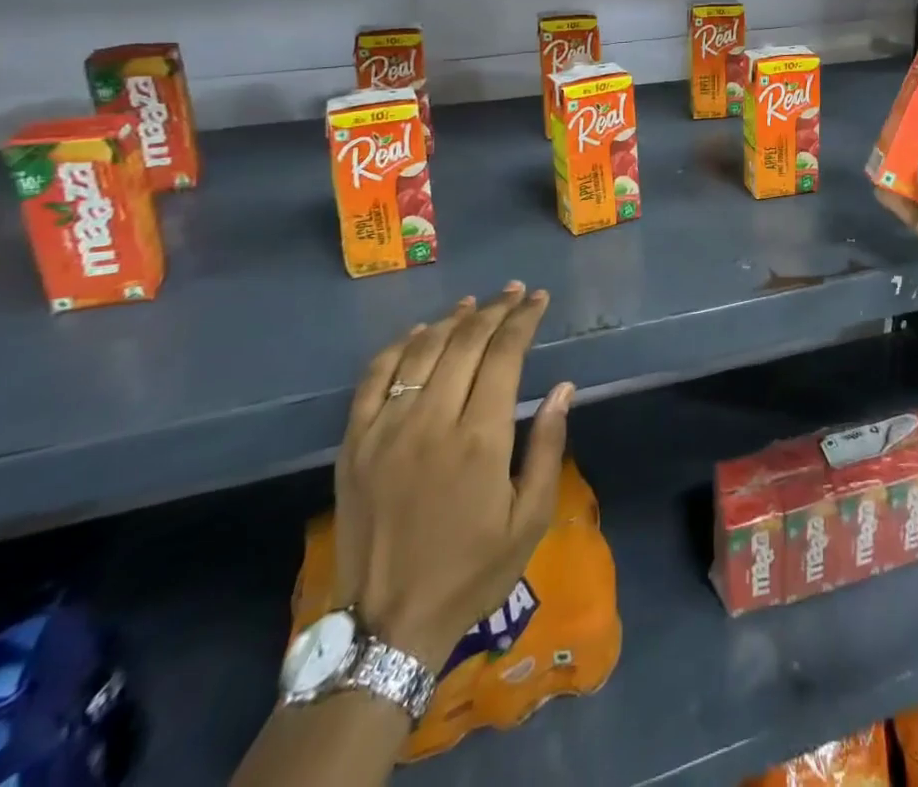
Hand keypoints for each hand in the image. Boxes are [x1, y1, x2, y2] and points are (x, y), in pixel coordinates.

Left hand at [332, 282, 574, 666]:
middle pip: (466, 341)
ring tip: (474, 303)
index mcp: (480, 438)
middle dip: (495, 310)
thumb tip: (564, 388)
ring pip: (423, 350)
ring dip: (453, 319)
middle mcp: (432, 420)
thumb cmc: (472, 571)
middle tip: (514, 293)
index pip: (505, 354)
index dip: (523, 319)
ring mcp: (387, 429)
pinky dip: (399, 345)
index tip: (537, 299)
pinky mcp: (354, 443)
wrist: (388, 625)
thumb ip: (548, 447)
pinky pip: (375, 376)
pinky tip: (419, 332)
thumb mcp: (529, 519)